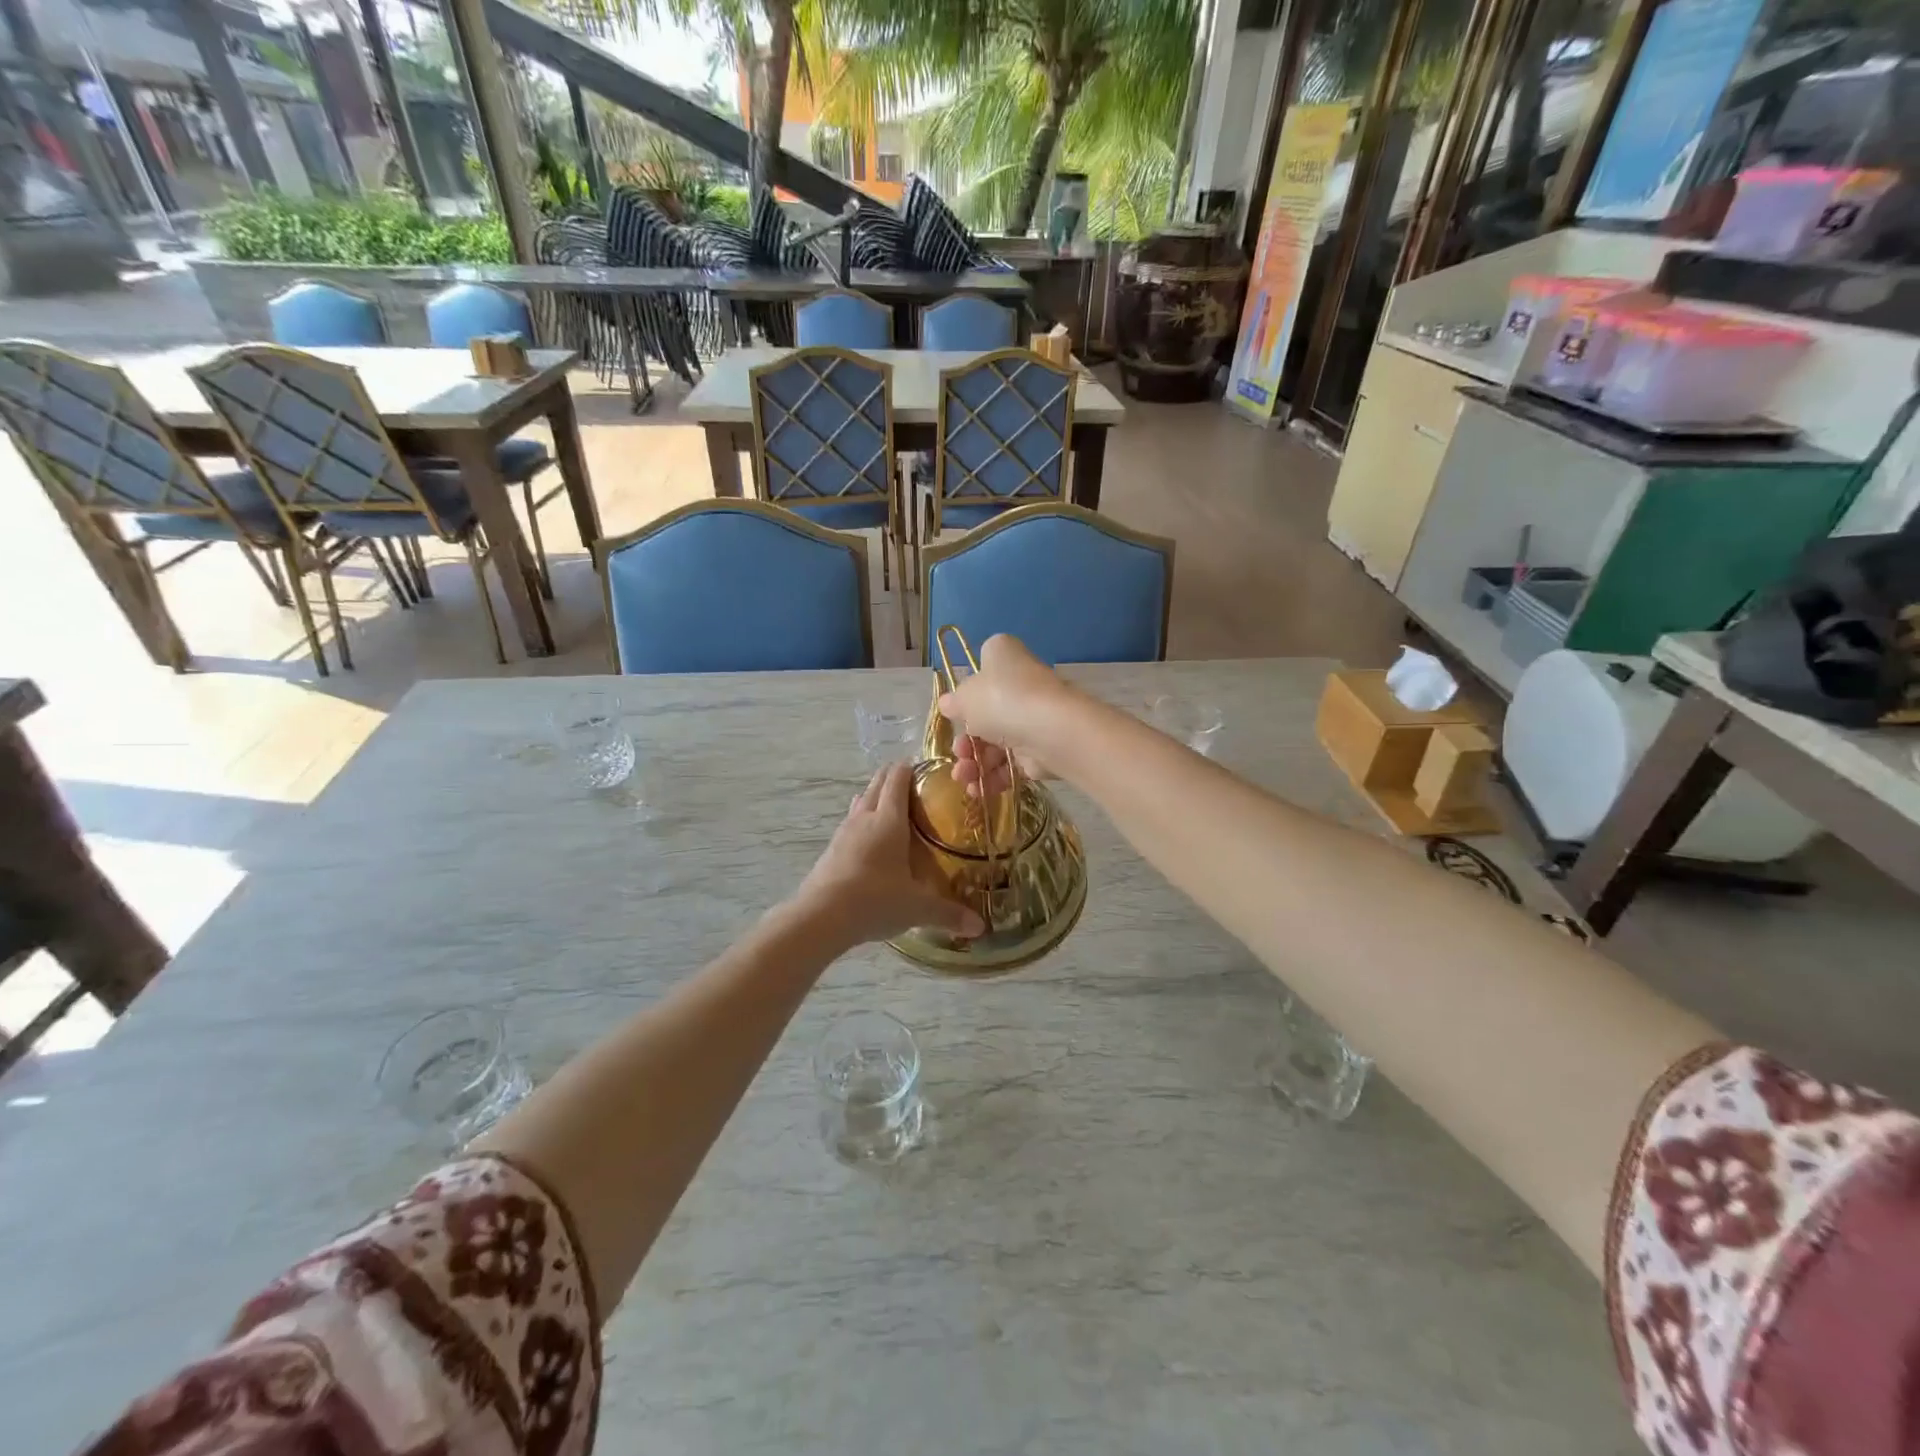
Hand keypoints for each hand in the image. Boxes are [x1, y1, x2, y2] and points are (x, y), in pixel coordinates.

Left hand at [792, 763, 985, 944]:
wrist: (820, 917)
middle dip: (894, 779)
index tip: (927, 770)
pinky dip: (862, 824)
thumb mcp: (917, 908)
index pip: (898, 778)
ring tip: (894, 813)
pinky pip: (850, 825)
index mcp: (889, 819)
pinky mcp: (830, 850)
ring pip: (861, 802)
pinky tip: (871, 845)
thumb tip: (980, 927)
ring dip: (875, 800)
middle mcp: (864, 817)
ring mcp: (844, 832)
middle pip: (877, 783)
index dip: (911, 768)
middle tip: (916, 789)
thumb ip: (948, 913)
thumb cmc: (874, 900)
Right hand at [937, 634, 1069, 798]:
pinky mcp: (1041, 748)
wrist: (1051, 731)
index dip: (967, 690)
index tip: (956, 711)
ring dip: (974, 763)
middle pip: (985, 714)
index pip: (983, 667)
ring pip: (996, 742)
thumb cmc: (1002, 700)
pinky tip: (977, 791)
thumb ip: (954, 703)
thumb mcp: (965, 698)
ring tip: (964, 778)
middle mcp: (1021, 684)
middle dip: (966, 740)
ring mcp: (1033, 717)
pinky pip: (1012, 764)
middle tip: (958, 753)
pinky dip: (993, 778)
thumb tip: (948, 704)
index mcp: (1003, 658)